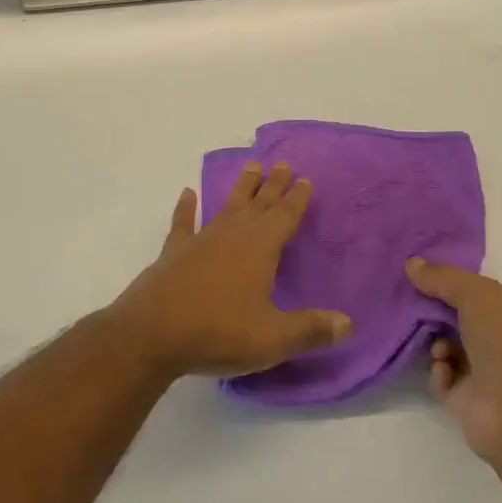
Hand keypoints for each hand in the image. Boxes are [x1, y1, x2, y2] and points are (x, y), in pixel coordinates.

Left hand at [110, 163, 351, 378]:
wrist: (153, 333)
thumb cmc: (219, 332)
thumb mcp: (272, 339)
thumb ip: (310, 330)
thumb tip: (348, 323)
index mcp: (260, 249)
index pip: (285, 217)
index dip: (297, 199)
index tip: (305, 178)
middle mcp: (233, 235)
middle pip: (258, 204)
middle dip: (273, 185)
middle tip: (282, 164)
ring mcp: (201, 240)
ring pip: (227, 206)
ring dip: (241, 188)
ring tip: (251, 166)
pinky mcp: (174, 252)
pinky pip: (183, 223)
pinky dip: (185, 208)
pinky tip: (187, 193)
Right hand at [406, 258, 501, 467]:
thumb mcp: (476, 294)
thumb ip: (442, 277)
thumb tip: (412, 263)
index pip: (477, 290)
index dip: (449, 280)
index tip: (418, 273)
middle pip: (458, 316)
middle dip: (434, 310)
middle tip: (411, 304)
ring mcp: (486, 372)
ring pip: (447, 346)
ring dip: (435, 341)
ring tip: (436, 346)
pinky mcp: (467, 401)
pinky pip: (442, 378)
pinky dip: (438, 372)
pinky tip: (443, 371)